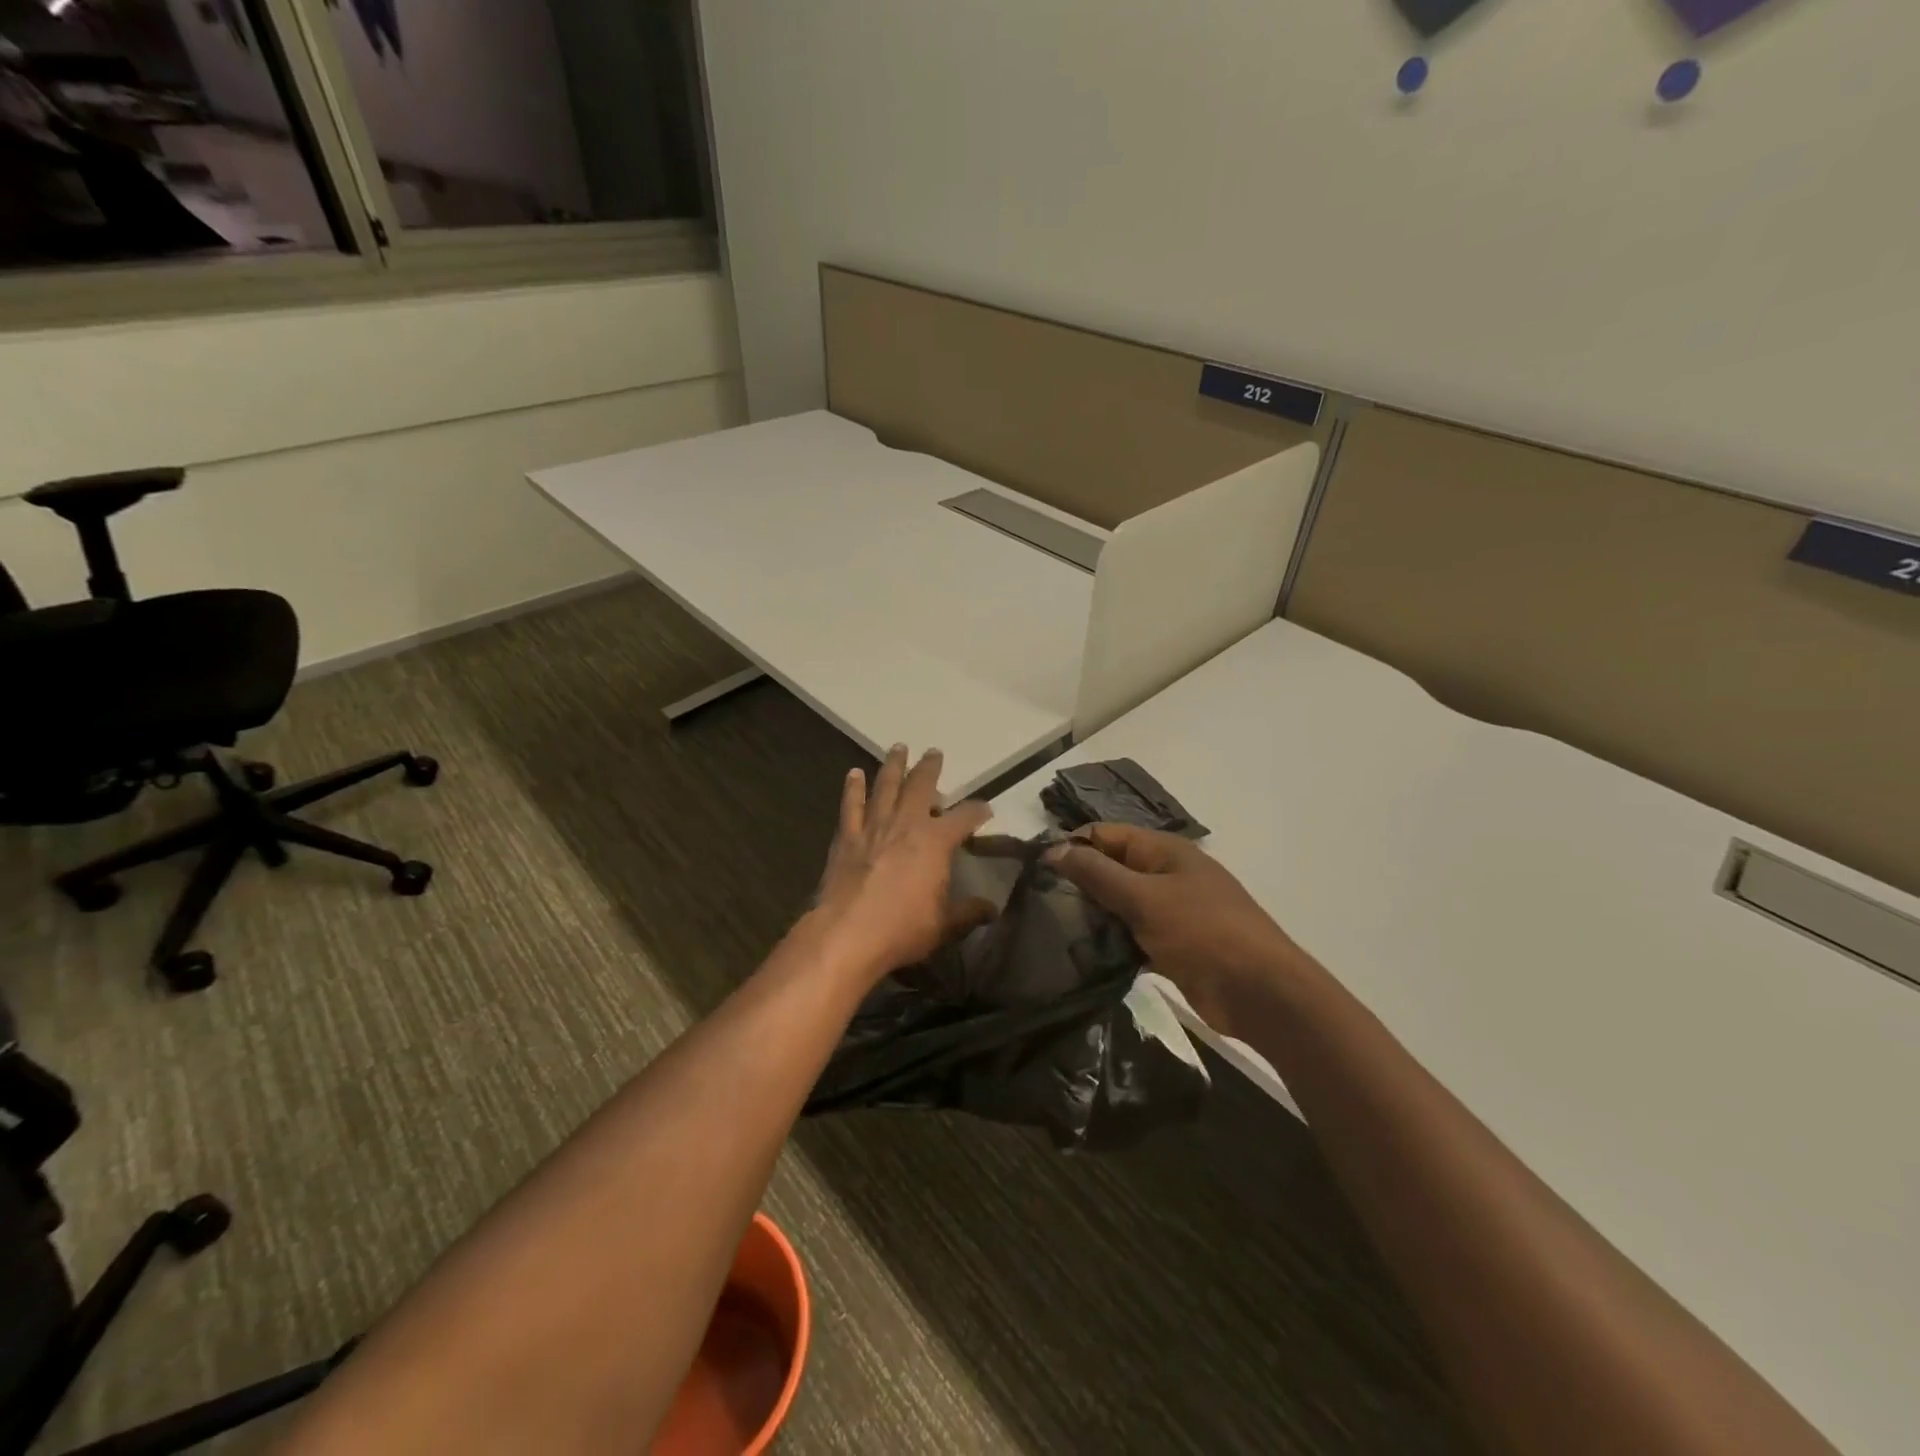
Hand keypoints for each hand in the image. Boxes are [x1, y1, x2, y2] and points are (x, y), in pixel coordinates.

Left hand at [814, 746, 993, 977]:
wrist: (847, 934)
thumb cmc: (902, 929)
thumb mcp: (945, 925)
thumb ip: (969, 912)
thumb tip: (992, 909)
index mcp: (936, 842)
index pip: (965, 818)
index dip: (978, 811)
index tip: (985, 808)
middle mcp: (907, 824)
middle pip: (921, 786)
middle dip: (930, 768)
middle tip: (934, 752)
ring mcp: (874, 827)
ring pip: (885, 786)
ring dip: (893, 765)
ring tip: (898, 748)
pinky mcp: (847, 837)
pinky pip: (851, 805)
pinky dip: (853, 788)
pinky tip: (854, 774)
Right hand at [1045, 823, 1294, 1036]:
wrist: (1261, 992)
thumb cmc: (1203, 933)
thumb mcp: (1144, 898)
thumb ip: (1097, 873)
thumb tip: (1053, 849)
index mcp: (1164, 851)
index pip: (1106, 834)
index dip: (1072, 846)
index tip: (1036, 870)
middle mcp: (1167, 874)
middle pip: (1112, 868)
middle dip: (1079, 883)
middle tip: (1039, 904)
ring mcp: (1172, 910)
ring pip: (1121, 904)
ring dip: (1094, 915)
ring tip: (1053, 930)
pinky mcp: (1174, 944)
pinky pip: (1133, 934)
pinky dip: (1112, 941)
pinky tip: (1083, 955)